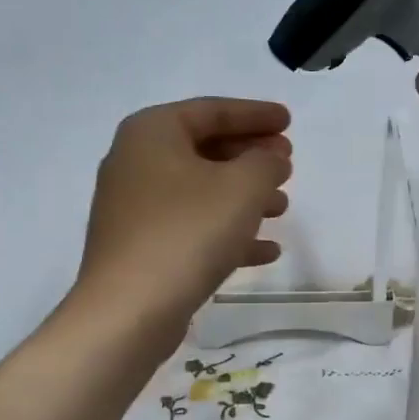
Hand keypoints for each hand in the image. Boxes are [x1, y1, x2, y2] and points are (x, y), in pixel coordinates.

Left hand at [76, 98, 292, 338]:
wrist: (129, 310)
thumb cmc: (188, 232)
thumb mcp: (242, 187)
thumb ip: (266, 162)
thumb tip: (270, 159)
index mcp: (152, 132)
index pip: (212, 110)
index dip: (255, 114)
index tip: (289, 121)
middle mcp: (136, 162)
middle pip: (205, 149)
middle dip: (250, 157)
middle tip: (288, 165)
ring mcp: (134, 208)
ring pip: (201, 191)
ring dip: (244, 197)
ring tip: (282, 208)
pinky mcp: (140, 247)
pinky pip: (191, 227)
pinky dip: (227, 232)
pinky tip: (265, 251)